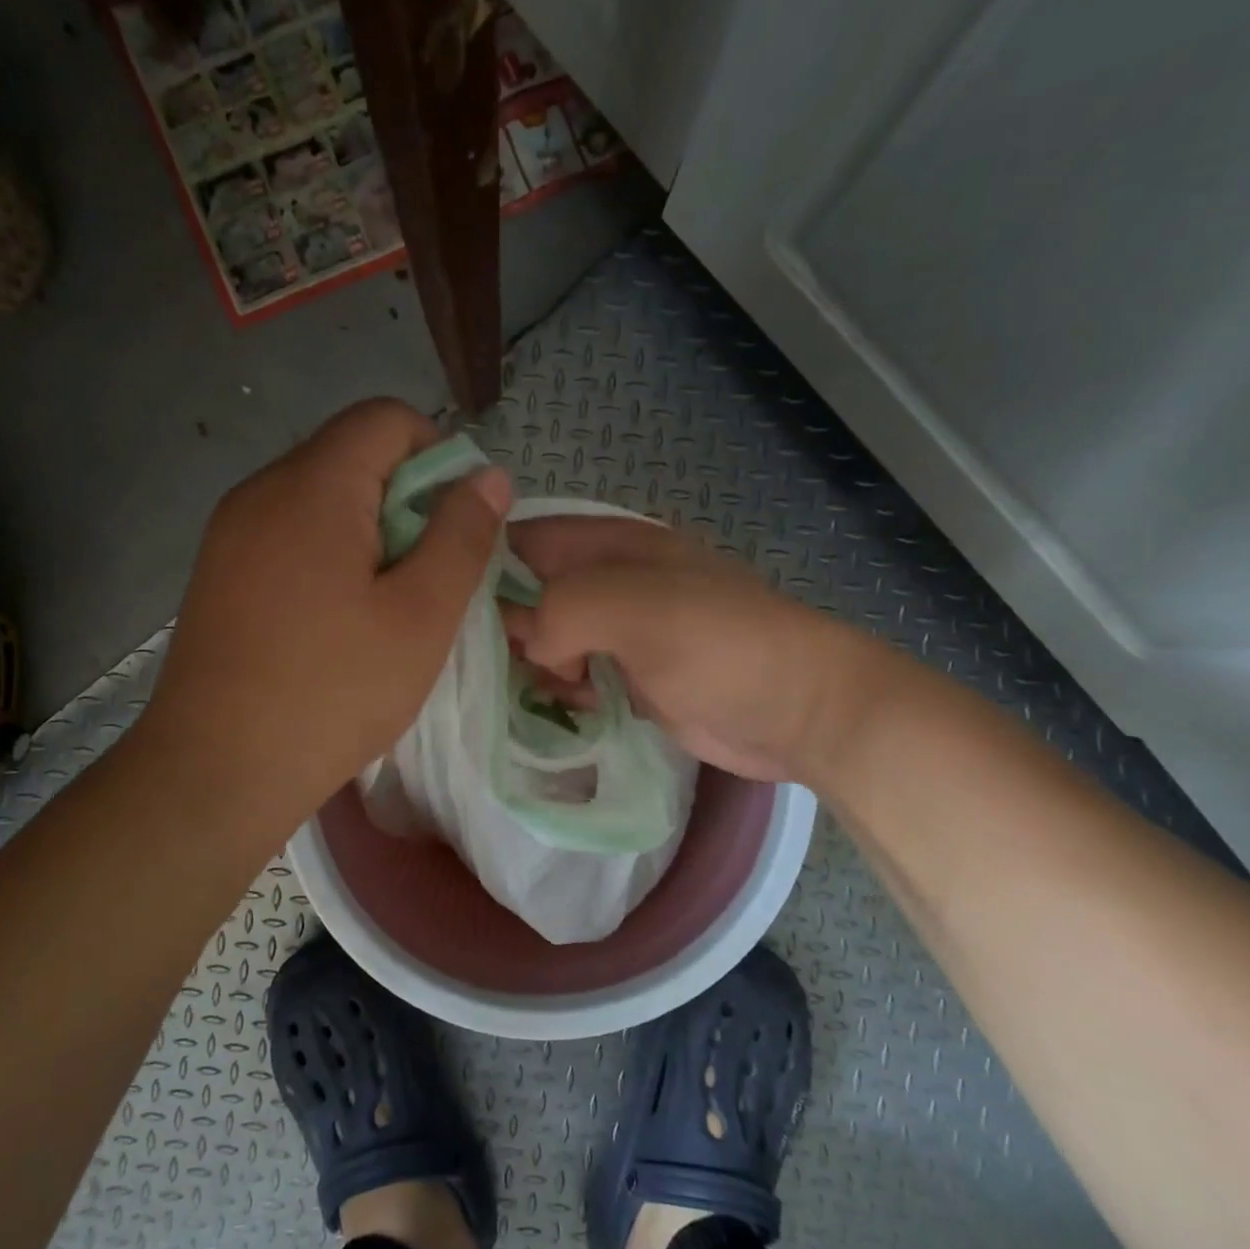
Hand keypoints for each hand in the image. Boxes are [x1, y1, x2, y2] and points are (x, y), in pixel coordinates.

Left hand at [142, 399, 510, 838]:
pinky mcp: (218, 572)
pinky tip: (338, 621)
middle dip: (406, 500)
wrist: (215, 773)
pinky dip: (329, 555)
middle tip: (429, 576)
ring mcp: (230, 532)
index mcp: (313, 487)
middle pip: (351, 454)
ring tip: (388, 605)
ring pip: (320, 498)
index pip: (386, 418)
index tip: (458, 524)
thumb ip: (462, 536)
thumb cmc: (332, 693)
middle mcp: (261, 490)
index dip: (439, 455)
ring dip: (370, 532)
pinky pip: (288, 534)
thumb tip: (488, 476)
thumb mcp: (421, 616)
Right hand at [504, 517, 886, 787]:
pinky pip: (574, 676)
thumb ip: (564, 609)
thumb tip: (532, 643)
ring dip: (534, 664)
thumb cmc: (721, 645)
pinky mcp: (631, 678)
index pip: (525, 537)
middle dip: (506, 625)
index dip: (483, 562)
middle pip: (531, 592)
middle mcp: (611, 582)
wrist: (800, 711)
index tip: (448, 607)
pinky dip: (561, 691)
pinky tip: (567, 707)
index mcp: (612, 545)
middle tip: (491, 664)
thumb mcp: (637, 608)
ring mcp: (622, 632)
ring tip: (544, 688)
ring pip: (548, 639)